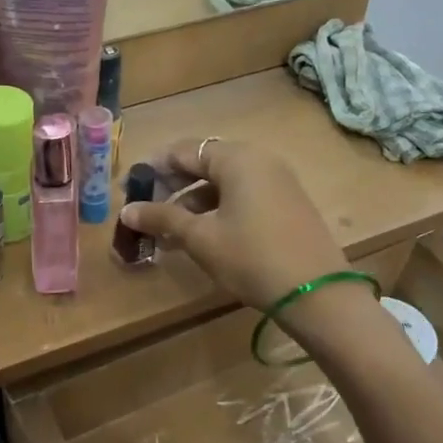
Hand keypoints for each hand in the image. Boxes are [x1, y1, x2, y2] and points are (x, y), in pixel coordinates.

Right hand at [119, 138, 348, 310]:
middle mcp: (259, 160)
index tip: (130, 188)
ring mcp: (277, 182)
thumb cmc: (251, 257)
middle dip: (173, 187)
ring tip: (169, 232)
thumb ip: (162, 218)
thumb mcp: (201, 238)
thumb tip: (127, 210)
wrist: (316, 292)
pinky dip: (218, 210)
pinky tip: (201, 237)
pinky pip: (243, 196)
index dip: (154, 167)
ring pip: (224, 183)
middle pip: (205, 164)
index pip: (185, 150)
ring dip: (193, 203)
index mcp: (237, 158)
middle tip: (147, 211)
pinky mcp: (287, 203)